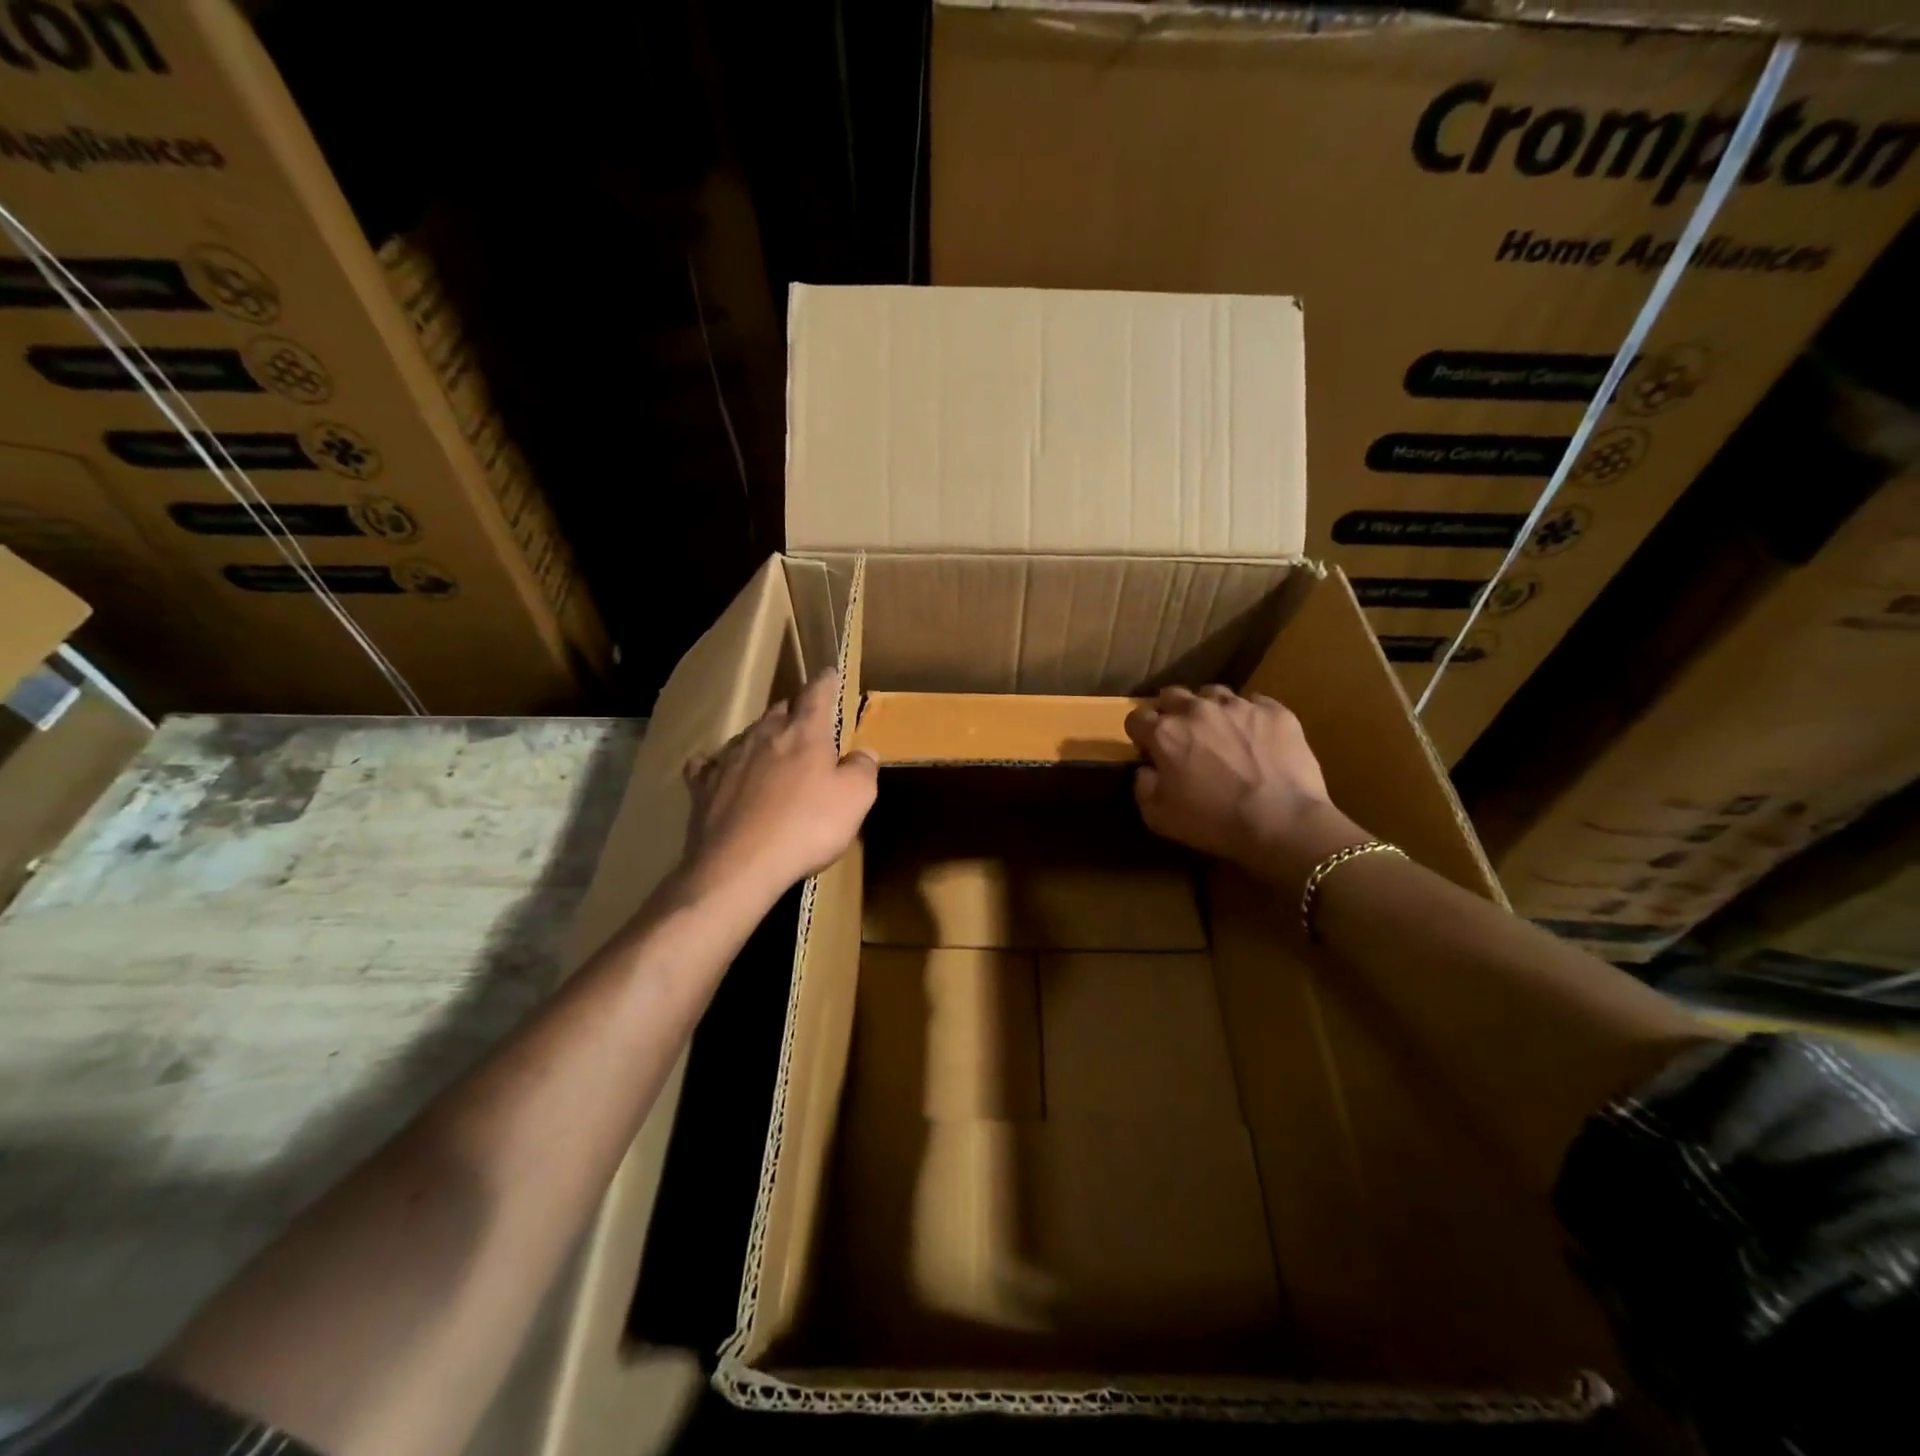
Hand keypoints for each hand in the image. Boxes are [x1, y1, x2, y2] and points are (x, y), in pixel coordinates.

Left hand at [679, 671, 877, 907]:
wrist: (739, 866)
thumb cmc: (806, 827)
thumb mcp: (855, 799)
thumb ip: (862, 769)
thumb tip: (864, 752)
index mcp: (804, 733)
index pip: (817, 694)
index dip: (826, 682)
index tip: (830, 674)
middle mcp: (764, 735)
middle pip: (780, 710)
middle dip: (795, 711)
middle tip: (806, 724)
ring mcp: (728, 758)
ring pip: (748, 734)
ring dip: (762, 738)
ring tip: (772, 750)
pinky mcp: (703, 786)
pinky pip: (709, 765)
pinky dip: (718, 764)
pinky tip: (719, 770)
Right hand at [1124, 686, 1358, 872]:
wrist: (1283, 823)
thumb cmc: (1214, 823)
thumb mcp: (1159, 818)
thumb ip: (1143, 787)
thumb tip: (1146, 769)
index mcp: (1166, 734)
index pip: (1136, 718)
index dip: (1139, 734)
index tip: (1149, 749)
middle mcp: (1197, 710)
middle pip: (1172, 695)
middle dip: (1170, 712)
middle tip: (1182, 737)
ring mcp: (1238, 706)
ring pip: (1213, 693)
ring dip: (1209, 709)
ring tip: (1221, 732)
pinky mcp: (1274, 711)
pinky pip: (1255, 703)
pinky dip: (1250, 717)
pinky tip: (1257, 738)